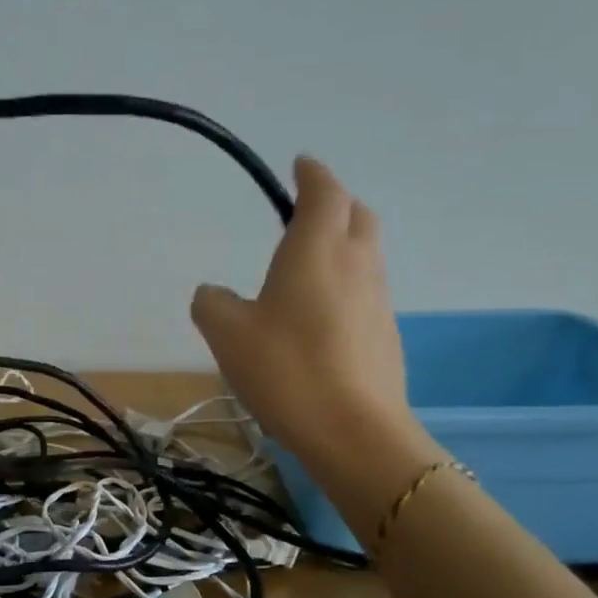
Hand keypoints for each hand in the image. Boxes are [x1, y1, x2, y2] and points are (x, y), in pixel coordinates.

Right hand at [191, 157, 433, 503]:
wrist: (354, 432)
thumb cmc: (286, 368)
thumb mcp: (225, 333)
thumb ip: (211, 302)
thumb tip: (214, 293)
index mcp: (317, 249)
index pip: (325, 191)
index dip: (312, 174)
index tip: (300, 164)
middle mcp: (356, 263)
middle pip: (357, 214)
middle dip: (335, 202)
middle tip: (306, 210)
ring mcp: (378, 299)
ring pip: (366, 252)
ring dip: (342, 243)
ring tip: (308, 263)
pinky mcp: (386, 333)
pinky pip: (366, 289)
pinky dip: (346, 282)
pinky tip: (319, 314)